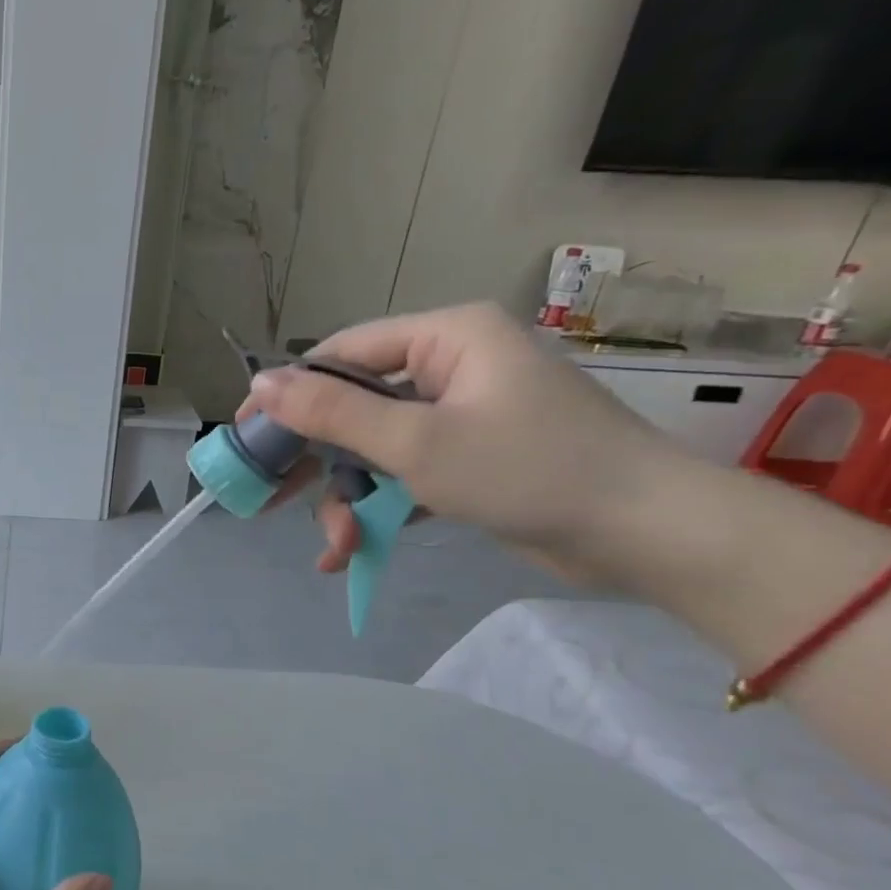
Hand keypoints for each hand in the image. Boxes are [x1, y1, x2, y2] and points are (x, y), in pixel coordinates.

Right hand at [238, 303, 681, 581]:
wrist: (643, 534)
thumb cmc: (528, 470)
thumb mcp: (415, 443)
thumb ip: (332, 412)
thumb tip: (259, 384)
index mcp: (446, 339)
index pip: (343, 354)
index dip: (288, 396)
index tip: (247, 439)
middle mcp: (451, 368)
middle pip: (353, 407)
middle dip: (318, 465)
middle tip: (270, 502)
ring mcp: (461, 416)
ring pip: (373, 449)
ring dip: (348, 500)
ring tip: (337, 549)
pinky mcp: (469, 458)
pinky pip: (403, 473)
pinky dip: (378, 508)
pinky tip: (353, 551)